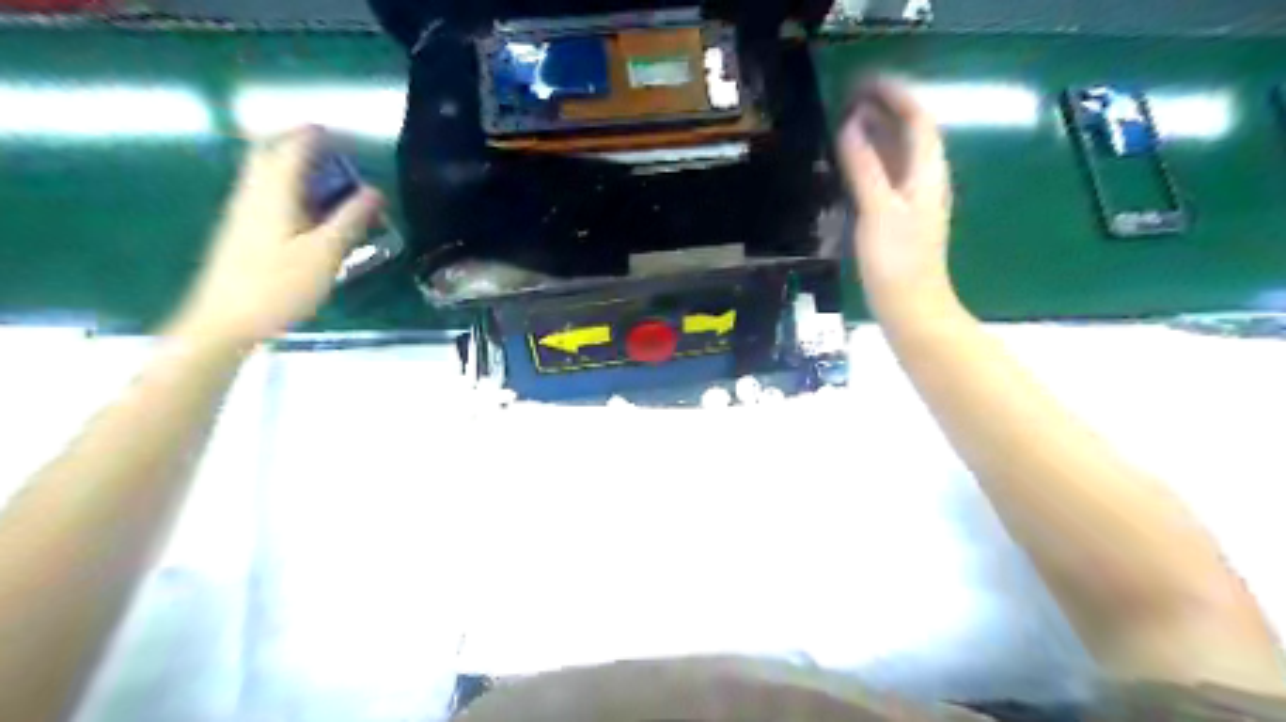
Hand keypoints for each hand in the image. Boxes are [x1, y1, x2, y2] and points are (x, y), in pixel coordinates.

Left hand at [171, 126, 379, 346]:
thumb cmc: (278, 286)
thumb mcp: (324, 254)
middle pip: (270, 154)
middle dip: (299, 145)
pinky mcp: (242, 232)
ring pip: (267, 175)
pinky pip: (267, 195)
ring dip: (295, 167)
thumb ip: (350, 220)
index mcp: (272, 194)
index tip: (340, 131)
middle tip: (332, 150)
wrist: (224, 321)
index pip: (292, 149)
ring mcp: (243, 213)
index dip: (314, 135)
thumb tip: (374, 192)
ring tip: (330, 179)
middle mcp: (252, 195)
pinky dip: (290, 189)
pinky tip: (311, 211)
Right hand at [841, 76, 958, 320]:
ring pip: (897, 155)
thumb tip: (851, 125)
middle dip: (884, 110)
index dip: (894, 96)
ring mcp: (913, 200)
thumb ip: (865, 167)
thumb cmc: (897, 261)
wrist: (911, 307)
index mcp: (926, 173)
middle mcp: (924, 180)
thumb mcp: (879, 210)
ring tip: (846, 121)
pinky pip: (887, 176)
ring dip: (876, 134)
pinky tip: (851, 164)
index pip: (917, 119)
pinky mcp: (900, 217)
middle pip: (909, 133)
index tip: (862, 84)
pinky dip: (871, 161)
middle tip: (848, 99)